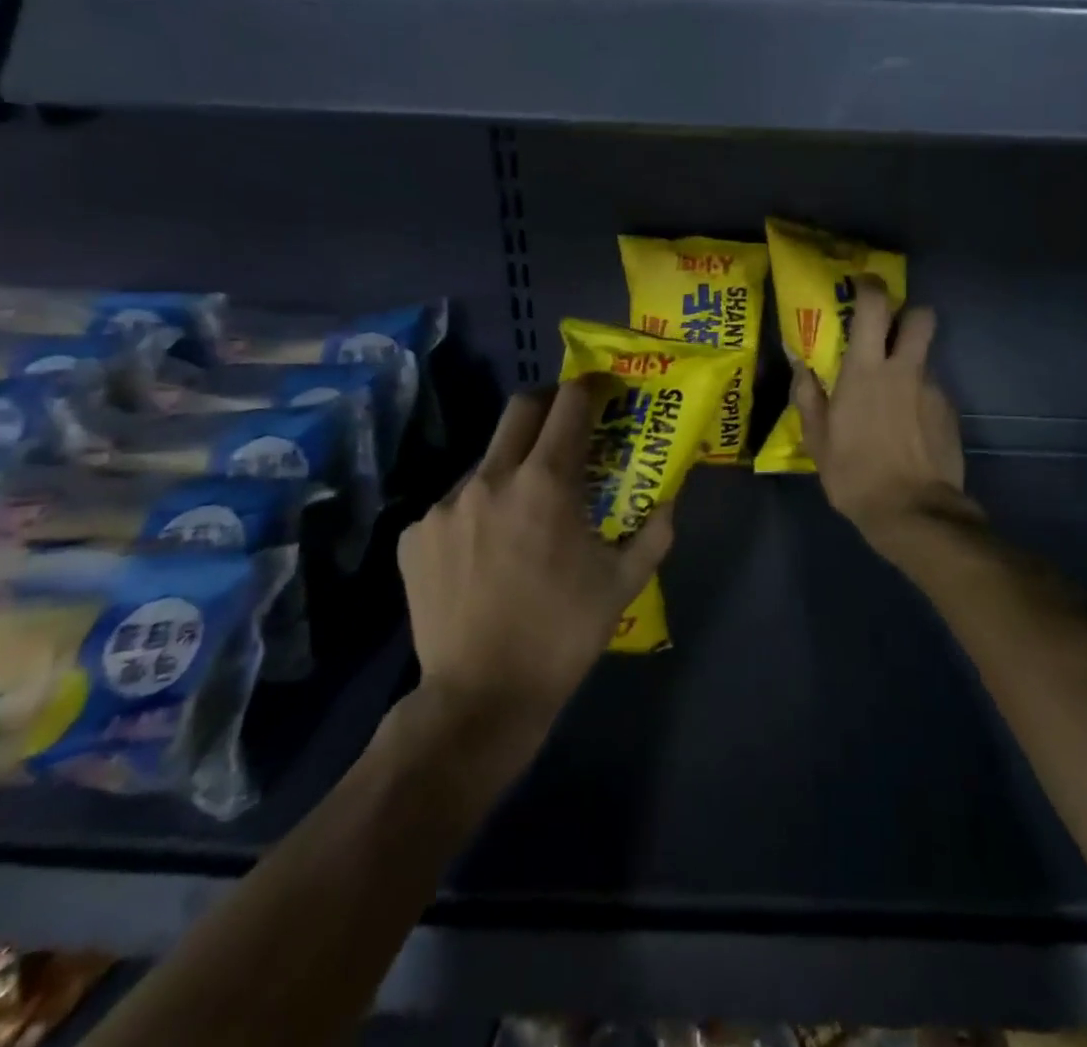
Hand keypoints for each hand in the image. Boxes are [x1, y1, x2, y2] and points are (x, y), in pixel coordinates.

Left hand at [395, 380, 673, 729]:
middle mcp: (491, 478)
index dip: (589, 388)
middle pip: (520, 408)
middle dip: (549, 404)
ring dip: (513, 466)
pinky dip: (479, 510)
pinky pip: (455, 502)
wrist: (480, 697)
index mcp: (546, 483)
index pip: (569, 405)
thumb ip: (655, 531)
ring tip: (525, 510)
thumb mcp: (623, 582)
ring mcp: (446, 505)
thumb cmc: (563, 634)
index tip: (601, 390)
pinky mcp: (416, 534)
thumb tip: (670, 498)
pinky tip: (487, 551)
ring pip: (487, 460)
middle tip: (566, 427)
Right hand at [793, 278, 977, 554]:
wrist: (913, 513)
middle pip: (922, 316)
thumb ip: (809, 396)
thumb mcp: (818, 440)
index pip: (874, 307)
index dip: (870, 287)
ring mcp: (933, 389)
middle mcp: (904, 369)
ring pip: (925, 357)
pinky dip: (920, 398)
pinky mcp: (950, 412)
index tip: (861, 286)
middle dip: (908, 315)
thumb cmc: (855, 475)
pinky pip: (932, 391)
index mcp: (866, 371)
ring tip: (893, 400)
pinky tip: (909, 429)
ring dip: (910, 365)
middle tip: (888, 335)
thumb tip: (799, 364)